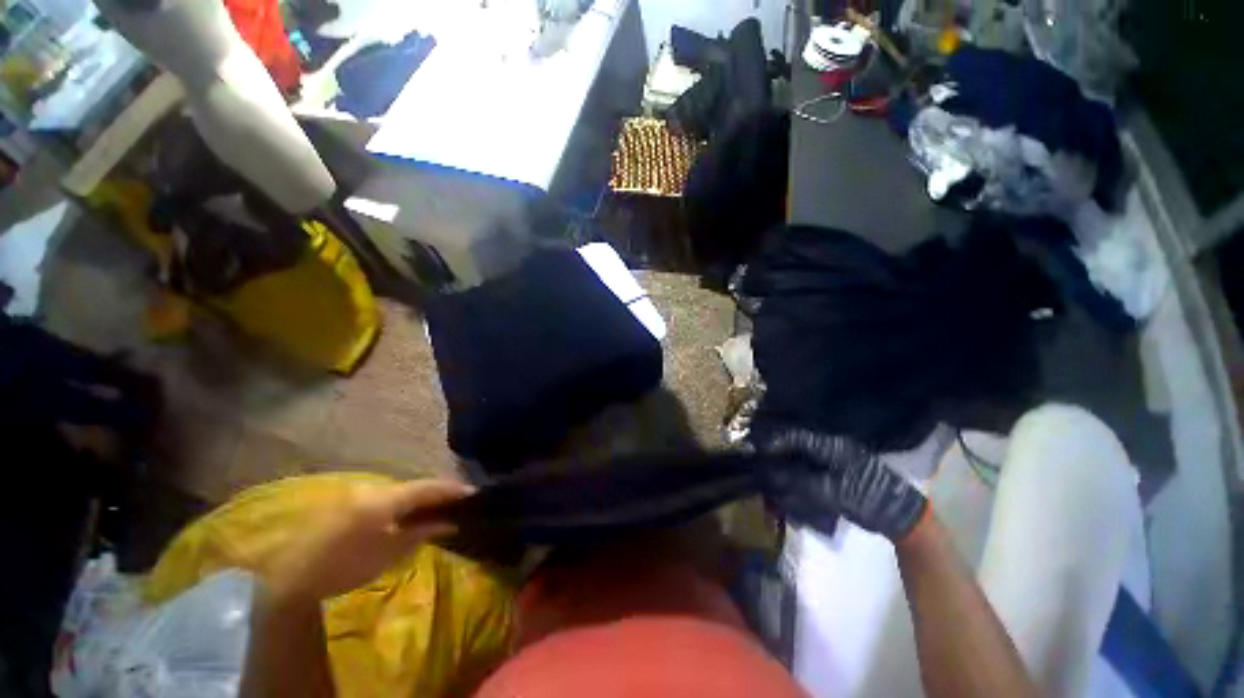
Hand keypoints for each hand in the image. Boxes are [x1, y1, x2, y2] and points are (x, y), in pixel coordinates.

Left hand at [265, 478, 473, 601]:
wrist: (291, 576)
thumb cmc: (345, 567)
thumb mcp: (389, 552)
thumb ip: (422, 532)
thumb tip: (450, 522)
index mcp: (387, 498)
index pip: (429, 487)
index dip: (452, 489)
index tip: (473, 492)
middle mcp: (375, 487)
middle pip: (415, 485)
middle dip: (437, 493)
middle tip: (457, 501)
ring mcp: (360, 493)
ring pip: (401, 490)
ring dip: (420, 498)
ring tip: (437, 508)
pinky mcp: (349, 503)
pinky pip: (386, 497)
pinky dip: (402, 503)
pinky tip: (409, 514)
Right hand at [764, 430, 927, 541]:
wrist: (898, 515)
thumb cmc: (867, 499)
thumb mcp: (832, 492)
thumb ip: (800, 481)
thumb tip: (771, 473)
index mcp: (832, 446)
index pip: (797, 437)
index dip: (776, 442)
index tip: (757, 450)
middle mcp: (832, 447)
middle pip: (797, 446)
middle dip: (778, 455)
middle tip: (761, 465)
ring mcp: (835, 459)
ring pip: (802, 458)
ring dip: (787, 467)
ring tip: (772, 479)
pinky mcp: (837, 472)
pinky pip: (811, 469)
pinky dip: (798, 476)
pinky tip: (789, 487)